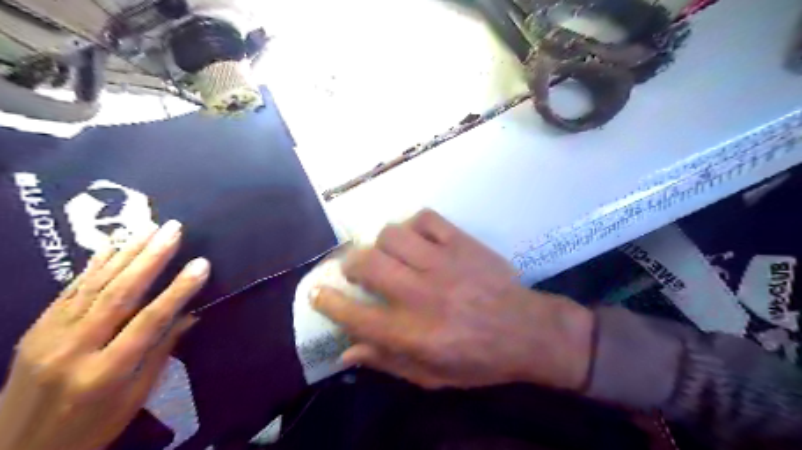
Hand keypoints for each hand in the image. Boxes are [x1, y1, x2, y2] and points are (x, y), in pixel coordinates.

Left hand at [0, 221, 208, 448]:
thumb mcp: (136, 396)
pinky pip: (69, 291)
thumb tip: (190, 314)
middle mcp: (75, 349)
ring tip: (149, 228)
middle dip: (151, 258)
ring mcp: (49, 337)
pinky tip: (111, 246)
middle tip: (173, 230)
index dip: (179, 290)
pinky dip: (93, 266)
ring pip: (93, 286)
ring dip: (124, 253)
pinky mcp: (35, 330)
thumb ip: (162, 351)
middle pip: (119, 294)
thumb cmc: (92, 426)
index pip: (151, 321)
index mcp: (106, 372)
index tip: (202, 264)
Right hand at [310, 210, 589, 389]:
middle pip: (367, 264)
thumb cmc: (479, 360)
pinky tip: (419, 239)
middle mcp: (420, 293)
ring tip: (391, 254)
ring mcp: (442, 263)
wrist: (528, 331)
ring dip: (382, 244)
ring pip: (392, 235)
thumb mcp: (432, 376)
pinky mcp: (461, 243)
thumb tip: (346, 352)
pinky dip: (415, 225)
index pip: (355, 314)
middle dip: (351, 265)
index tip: (317, 292)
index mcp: (412, 332)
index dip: (328, 301)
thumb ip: (387, 362)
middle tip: (357, 271)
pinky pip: (426, 218)